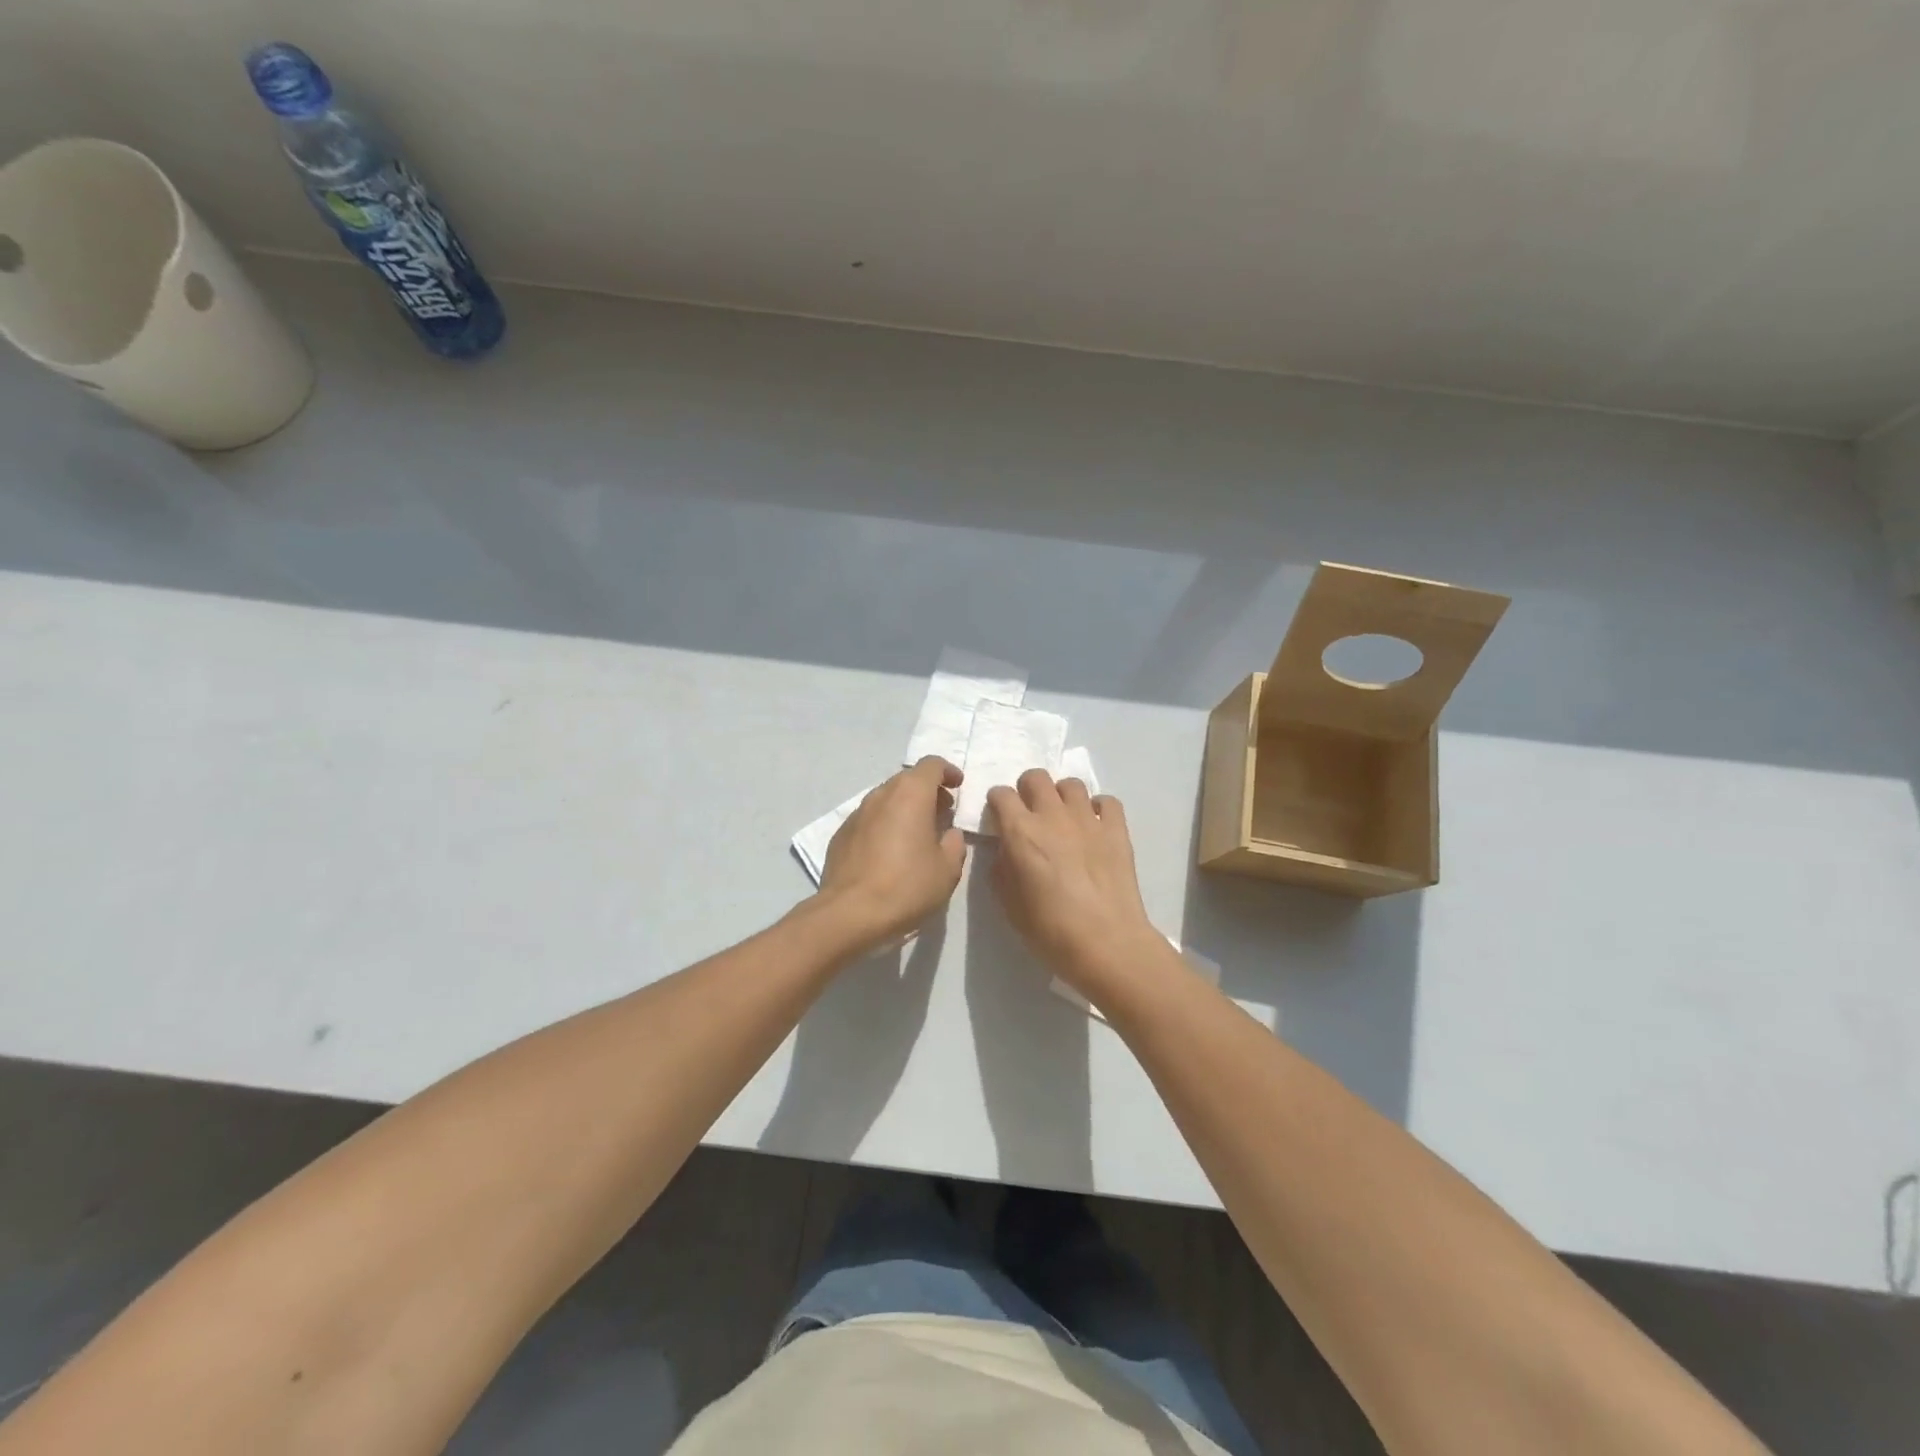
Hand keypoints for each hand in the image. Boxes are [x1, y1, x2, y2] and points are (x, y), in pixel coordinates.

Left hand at [818, 757, 967, 949]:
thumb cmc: (907, 886)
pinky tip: (889, 852)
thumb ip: (954, 844)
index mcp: (910, 795)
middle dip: (927, 790)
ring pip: (886, 798)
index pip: (931, 765)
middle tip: (942, 812)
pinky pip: (869, 819)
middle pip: (907, 779)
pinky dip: (885, 825)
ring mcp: (856, 814)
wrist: (850, 914)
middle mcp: (881, 795)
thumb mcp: (948, 869)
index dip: (948, 772)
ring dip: (905, 807)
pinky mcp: (841, 835)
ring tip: (917, 833)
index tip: (958, 786)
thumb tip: (948, 834)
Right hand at [986, 770, 1166, 994]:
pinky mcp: (1117, 829)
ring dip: (1062, 796)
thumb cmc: (1050, 930)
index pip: (1001, 794)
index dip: (997, 803)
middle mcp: (1053, 815)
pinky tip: (1095, 827)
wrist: (1106, 943)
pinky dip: (1098, 808)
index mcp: (1021, 832)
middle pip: (1036, 777)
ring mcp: (1088, 819)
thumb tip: (1007, 850)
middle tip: (1030, 813)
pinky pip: (1107, 801)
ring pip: (1071, 784)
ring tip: (1063, 818)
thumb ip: (1002, 867)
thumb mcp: (1008, 903)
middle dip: (1027, 790)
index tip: (999, 818)